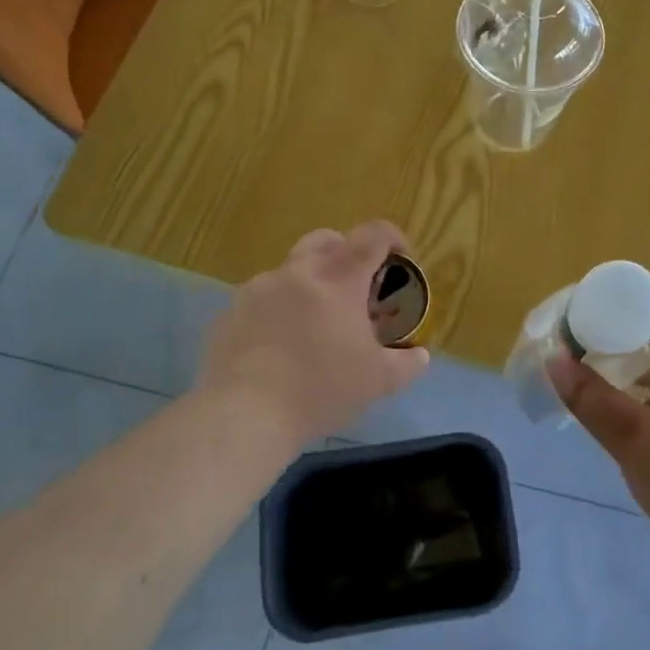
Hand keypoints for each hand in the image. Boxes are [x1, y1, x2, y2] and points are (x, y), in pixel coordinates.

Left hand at [199, 222, 430, 444]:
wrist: (245, 413)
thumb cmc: (321, 390)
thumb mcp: (378, 382)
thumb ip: (406, 364)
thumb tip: (420, 356)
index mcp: (339, 279)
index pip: (372, 236)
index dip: (392, 238)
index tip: (400, 257)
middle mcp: (297, 272)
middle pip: (326, 239)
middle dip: (345, 252)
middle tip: (356, 286)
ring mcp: (257, 289)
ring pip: (289, 270)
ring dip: (308, 284)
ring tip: (314, 323)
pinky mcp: (229, 312)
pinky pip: (260, 300)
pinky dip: (276, 310)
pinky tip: (278, 346)